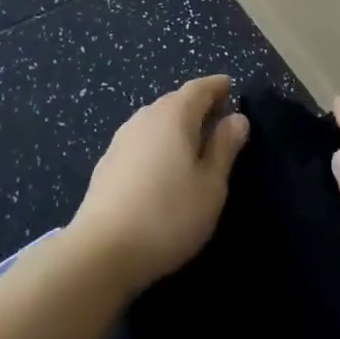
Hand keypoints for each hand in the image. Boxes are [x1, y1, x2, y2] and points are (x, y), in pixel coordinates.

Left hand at [69, 75, 249, 293]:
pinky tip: (162, 168)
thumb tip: (237, 118)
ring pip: (156, 121)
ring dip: (176, 126)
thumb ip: (225, 147)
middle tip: (218, 119)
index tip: (231, 88)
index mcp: (174, 115)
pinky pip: (141, 141)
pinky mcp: (107, 164)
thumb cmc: (168, 215)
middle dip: (198, 105)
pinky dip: (158, 144)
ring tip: (194, 145)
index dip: (217, 87)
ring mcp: (121, 139)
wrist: (101, 251)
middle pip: (175, 101)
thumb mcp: (211, 185)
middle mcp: (145, 117)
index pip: (199, 88)